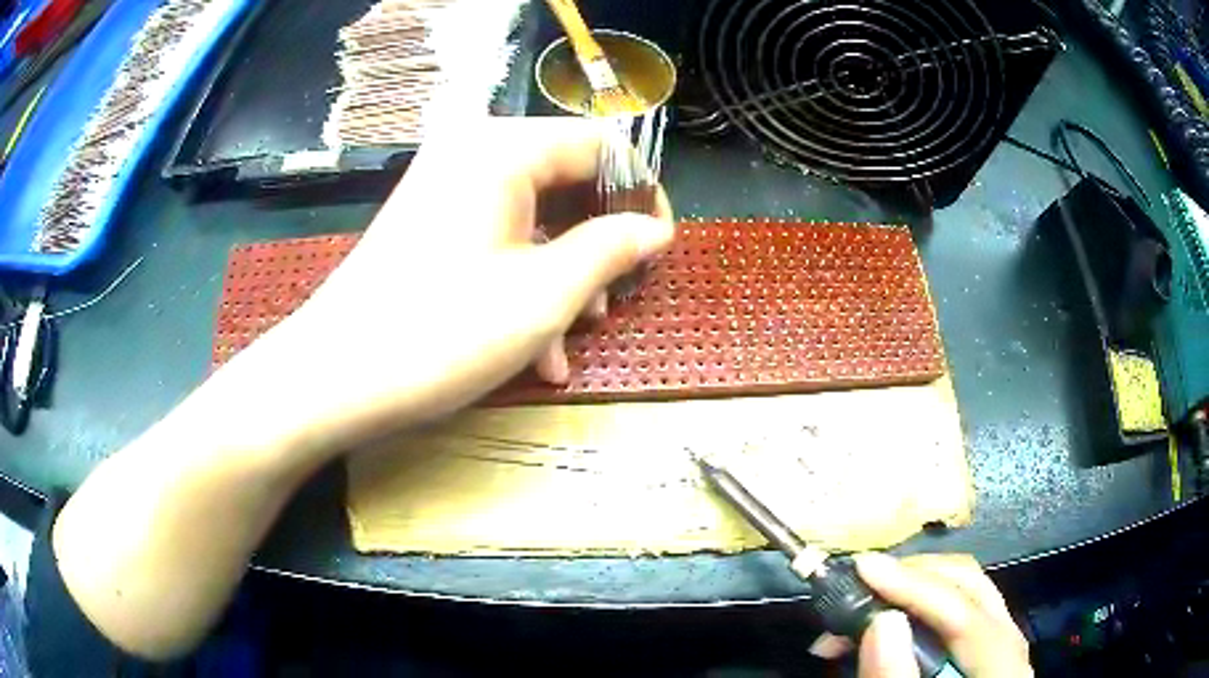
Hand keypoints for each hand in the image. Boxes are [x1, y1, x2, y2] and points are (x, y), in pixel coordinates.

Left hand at [233, 117, 674, 459]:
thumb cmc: (440, 334)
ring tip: (575, 335)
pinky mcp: (429, 223)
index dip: (641, 193)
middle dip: (600, 242)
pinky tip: (535, 347)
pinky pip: (497, 237)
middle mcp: (472, 152)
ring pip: (534, 216)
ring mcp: (445, 187)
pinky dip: (524, 281)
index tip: (658, 248)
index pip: (601, 144)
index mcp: (503, 148)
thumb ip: (611, 249)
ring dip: (564, 274)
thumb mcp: (545, 296)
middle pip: (567, 179)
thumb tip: (654, 228)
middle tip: (614, 300)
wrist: (331, 378)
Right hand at [852, 554, 1032, 677]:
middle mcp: (1009, 646)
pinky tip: (885, 621)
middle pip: (971, 588)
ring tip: (861, 604)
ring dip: (912, 589)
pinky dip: (918, 607)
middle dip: (913, 578)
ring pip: (965, 592)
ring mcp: (999, 645)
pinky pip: (956, 611)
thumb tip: (883, 621)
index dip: (916, 586)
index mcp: (1004, 669)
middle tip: (860, 582)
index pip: (966, 613)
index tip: (864, 568)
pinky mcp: (982, 650)